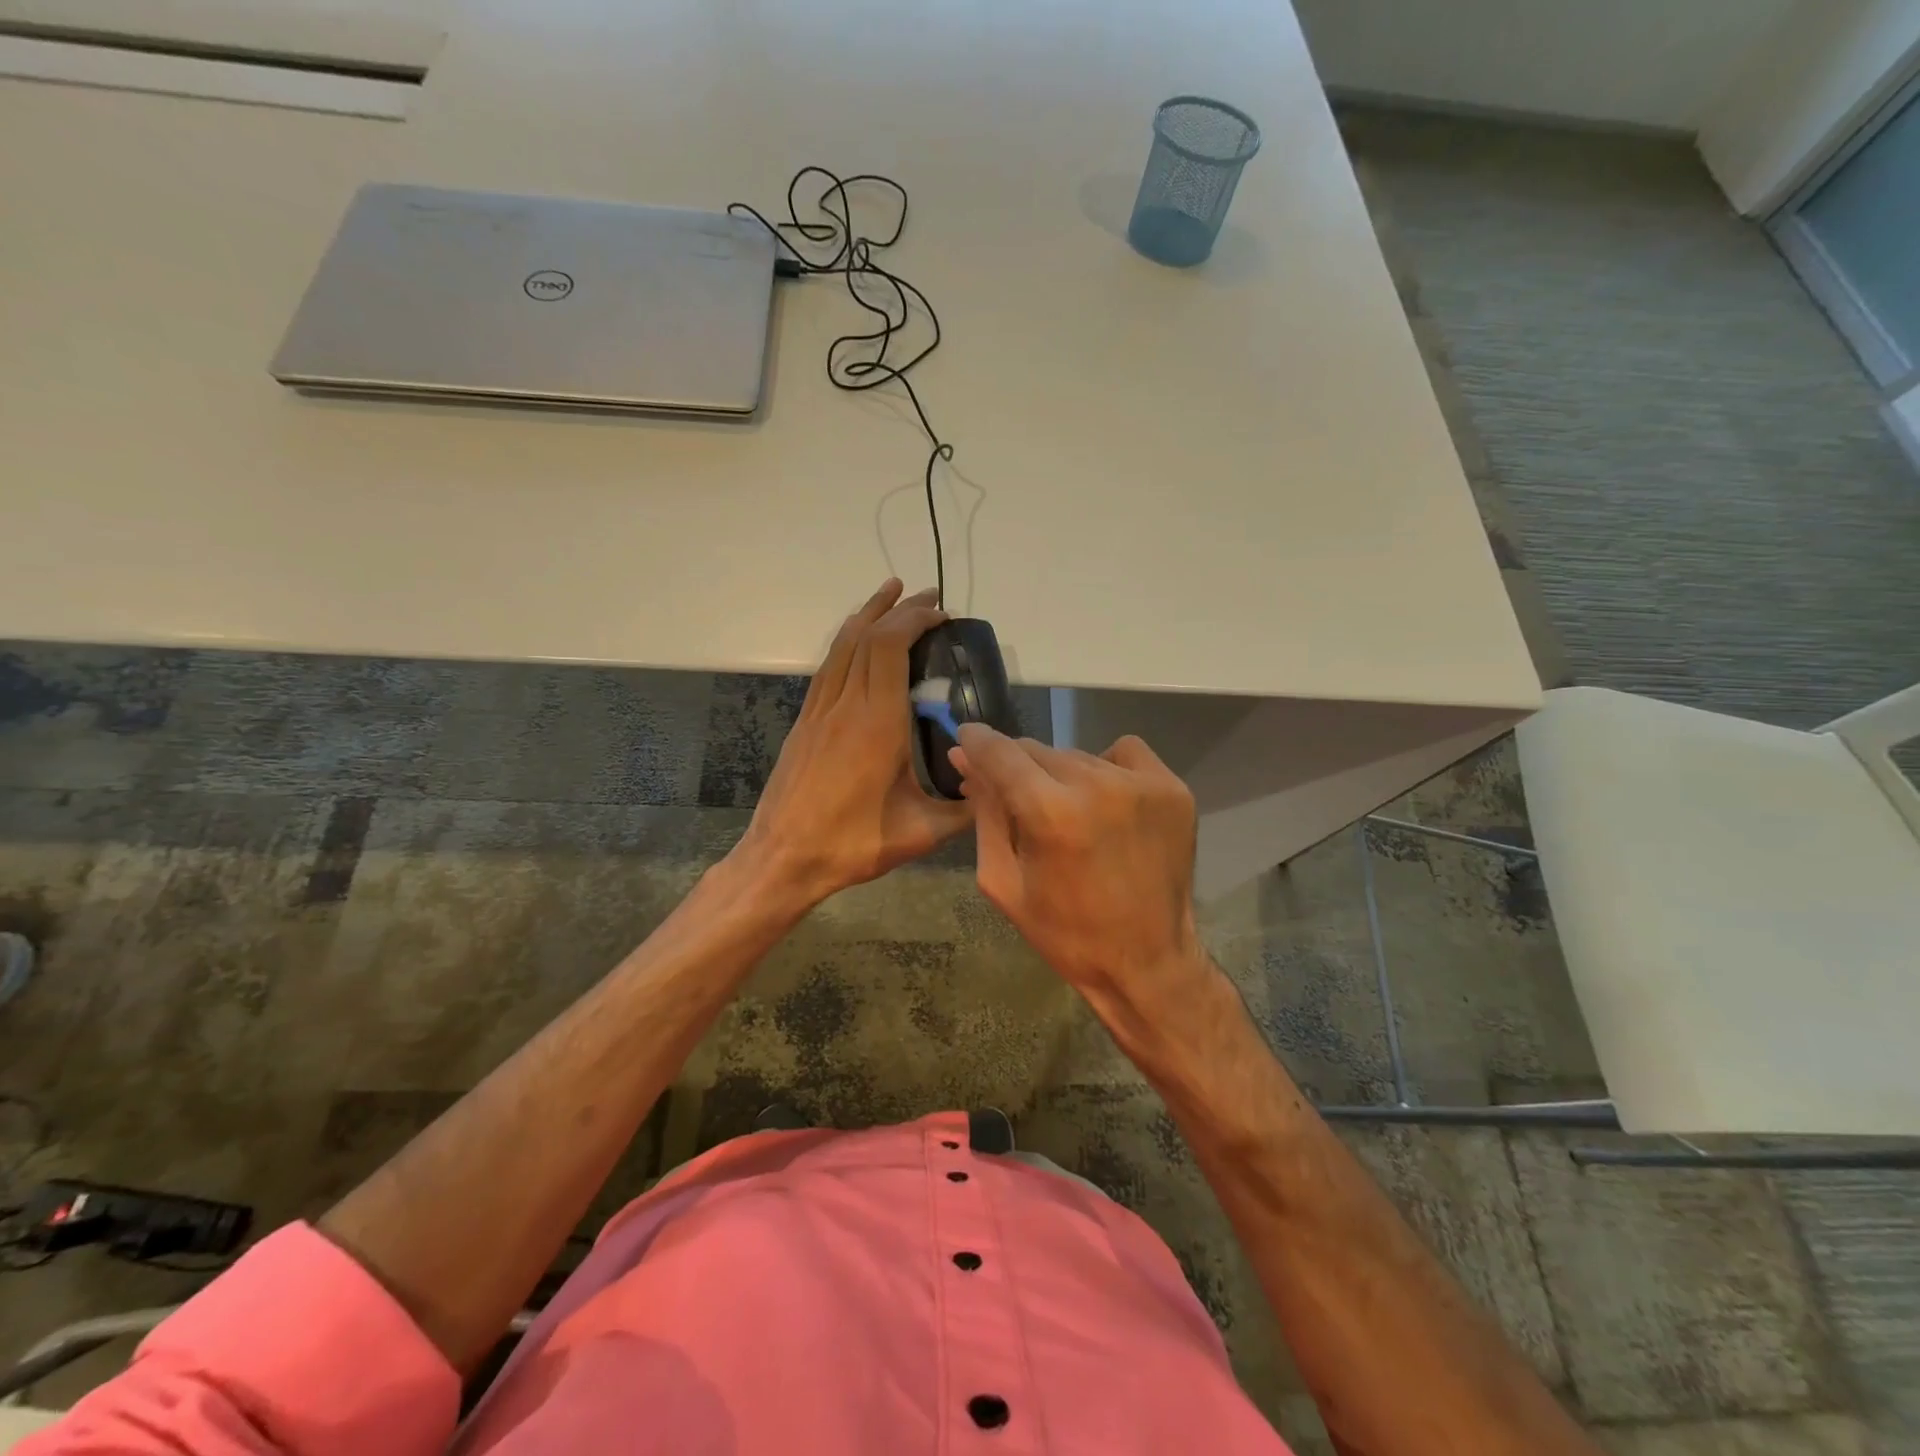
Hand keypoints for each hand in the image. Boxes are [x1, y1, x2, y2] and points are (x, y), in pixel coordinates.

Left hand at [737, 579, 970, 905]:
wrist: (782, 859)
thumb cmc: (851, 844)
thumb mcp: (920, 833)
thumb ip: (963, 809)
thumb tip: (994, 788)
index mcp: (877, 724)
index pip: (891, 648)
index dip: (915, 620)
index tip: (942, 615)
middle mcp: (846, 706)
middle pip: (867, 636)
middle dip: (898, 608)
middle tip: (928, 596)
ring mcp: (819, 711)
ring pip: (841, 646)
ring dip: (867, 615)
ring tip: (890, 594)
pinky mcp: (805, 722)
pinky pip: (828, 667)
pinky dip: (846, 642)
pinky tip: (857, 640)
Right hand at [950, 724, 1211, 1017]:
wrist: (1148, 962)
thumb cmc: (1065, 933)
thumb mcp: (1003, 881)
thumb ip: (984, 815)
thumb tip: (966, 760)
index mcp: (1050, 814)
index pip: (998, 751)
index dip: (974, 742)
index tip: (966, 743)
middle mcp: (1097, 785)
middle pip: (1036, 750)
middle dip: (1016, 768)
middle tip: (1017, 799)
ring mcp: (1141, 784)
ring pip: (1077, 754)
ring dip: (1060, 774)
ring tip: (1068, 813)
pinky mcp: (1172, 788)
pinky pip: (1123, 752)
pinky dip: (1106, 767)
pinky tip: (1105, 801)